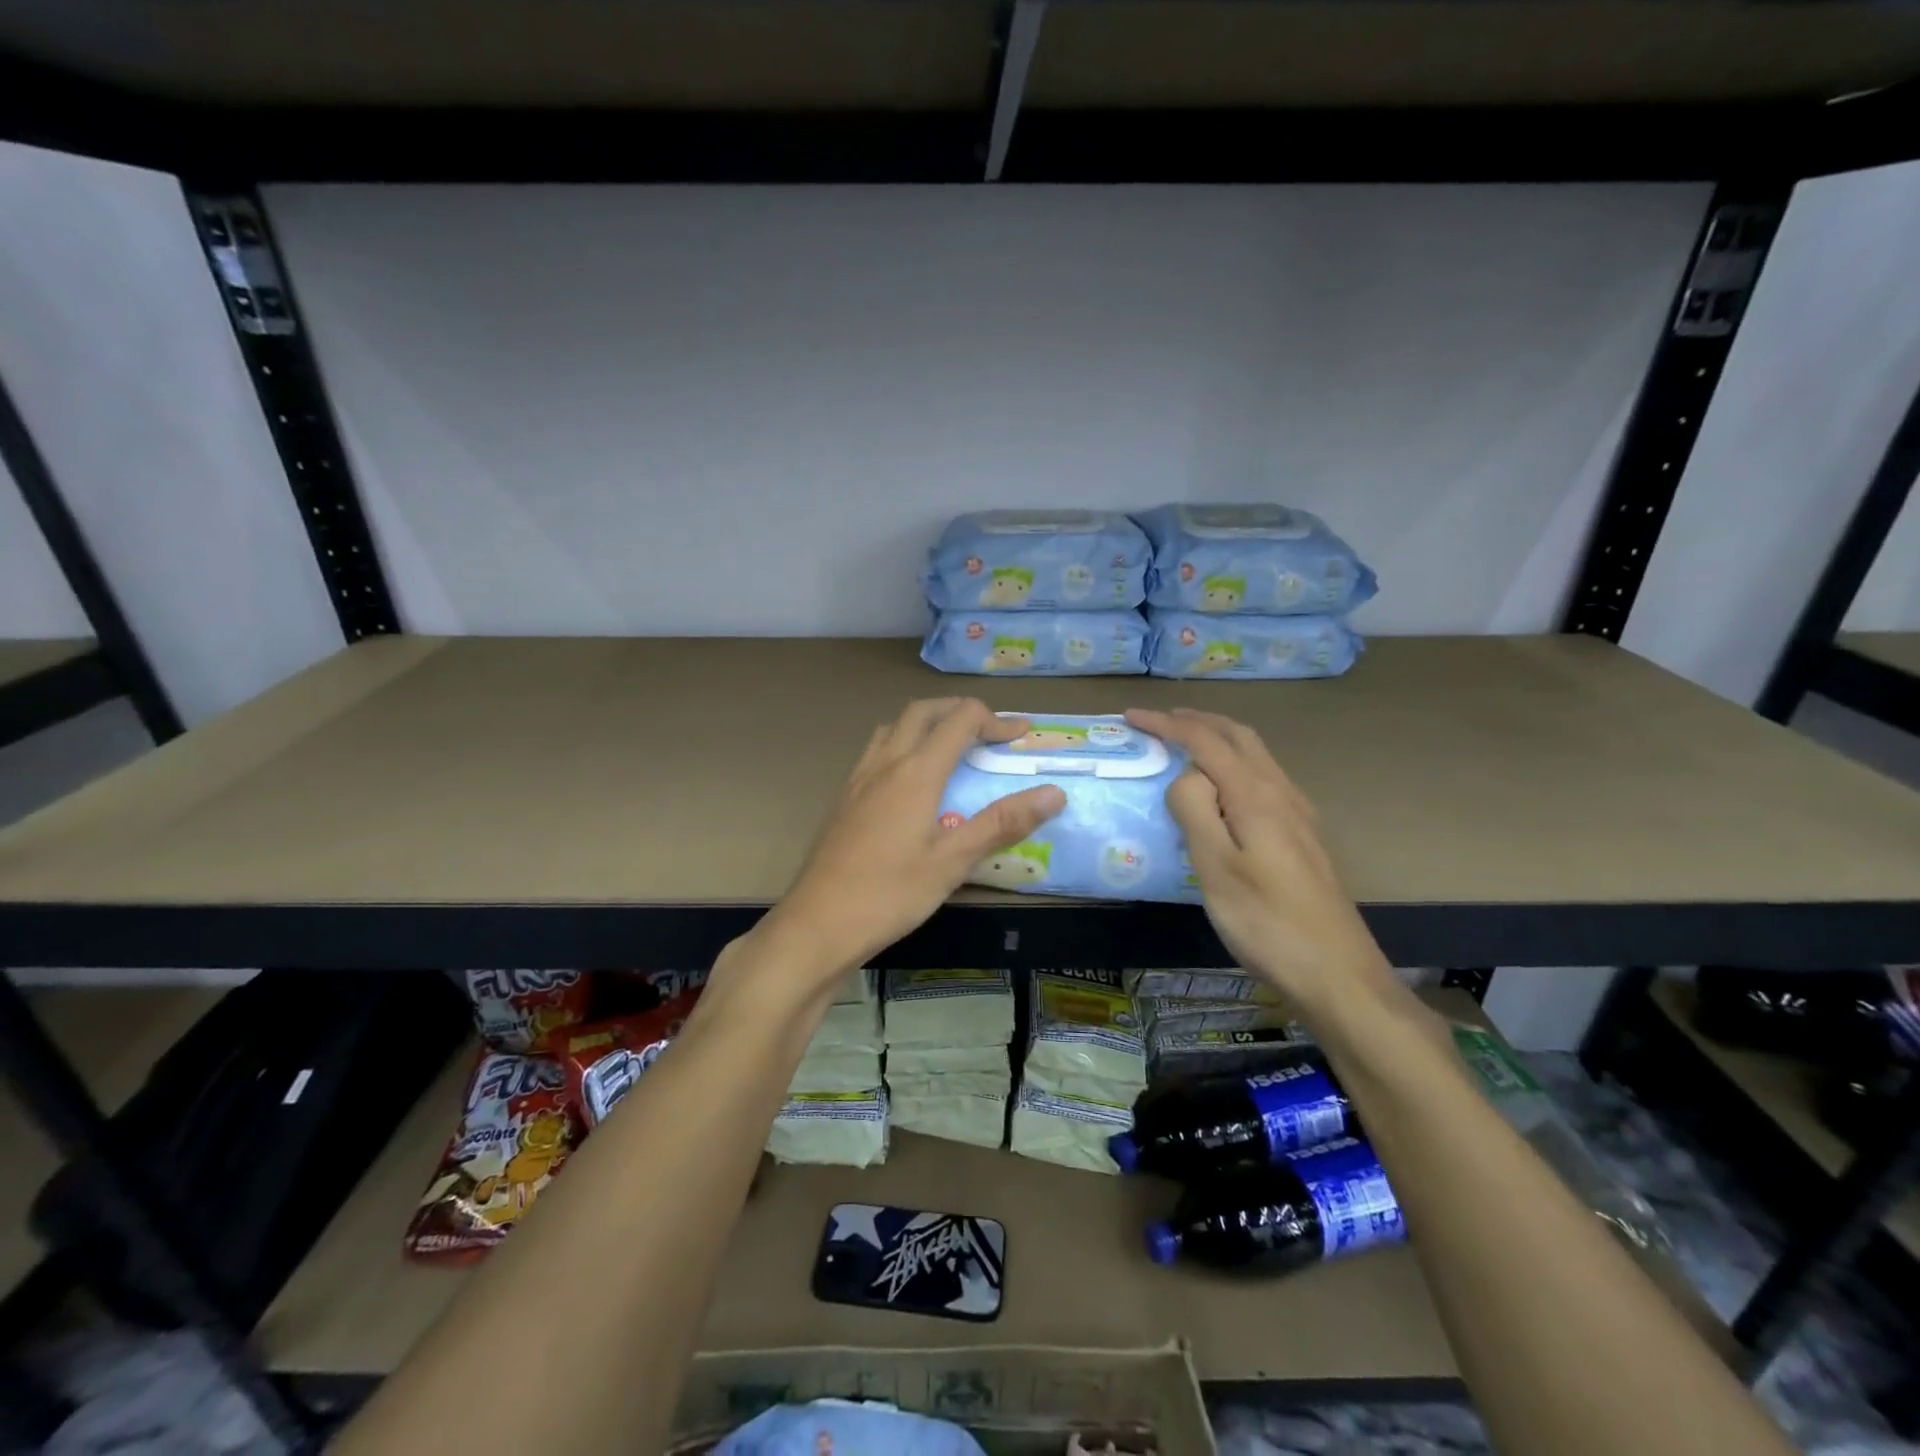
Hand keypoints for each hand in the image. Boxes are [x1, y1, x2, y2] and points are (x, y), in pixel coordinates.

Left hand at [762, 698, 1064, 985]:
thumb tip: (1054, 793)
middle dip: (959, 710)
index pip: (960, 719)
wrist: (817, 924)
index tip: (1021, 735)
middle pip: (923, 711)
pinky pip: (876, 751)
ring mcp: (859, 778)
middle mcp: (885, 762)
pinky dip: (902, 745)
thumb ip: (1002, 823)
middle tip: (988, 731)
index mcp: (916, 772)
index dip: (995, 720)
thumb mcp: (953, 862)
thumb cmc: (890, 894)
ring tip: (950, 748)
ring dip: (927, 723)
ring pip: (894, 727)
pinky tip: (909, 783)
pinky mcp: (844, 798)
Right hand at [1125, 707, 1392, 1011]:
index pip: (1206, 741)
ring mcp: (1299, 815)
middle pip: (1239, 737)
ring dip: (1219, 738)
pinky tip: (1224, 789)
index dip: (1168, 724)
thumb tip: (1185, 775)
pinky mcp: (1303, 837)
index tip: (1132, 717)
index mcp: (1256, 796)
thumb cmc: (1266, 923)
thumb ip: (1195, 811)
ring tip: (1186, 743)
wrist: (1337, 974)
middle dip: (1198, 720)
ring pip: (1256, 756)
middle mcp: (1282, 793)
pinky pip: (1264, 778)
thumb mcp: (1216, 868)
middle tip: (1160, 721)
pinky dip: (1235, 763)